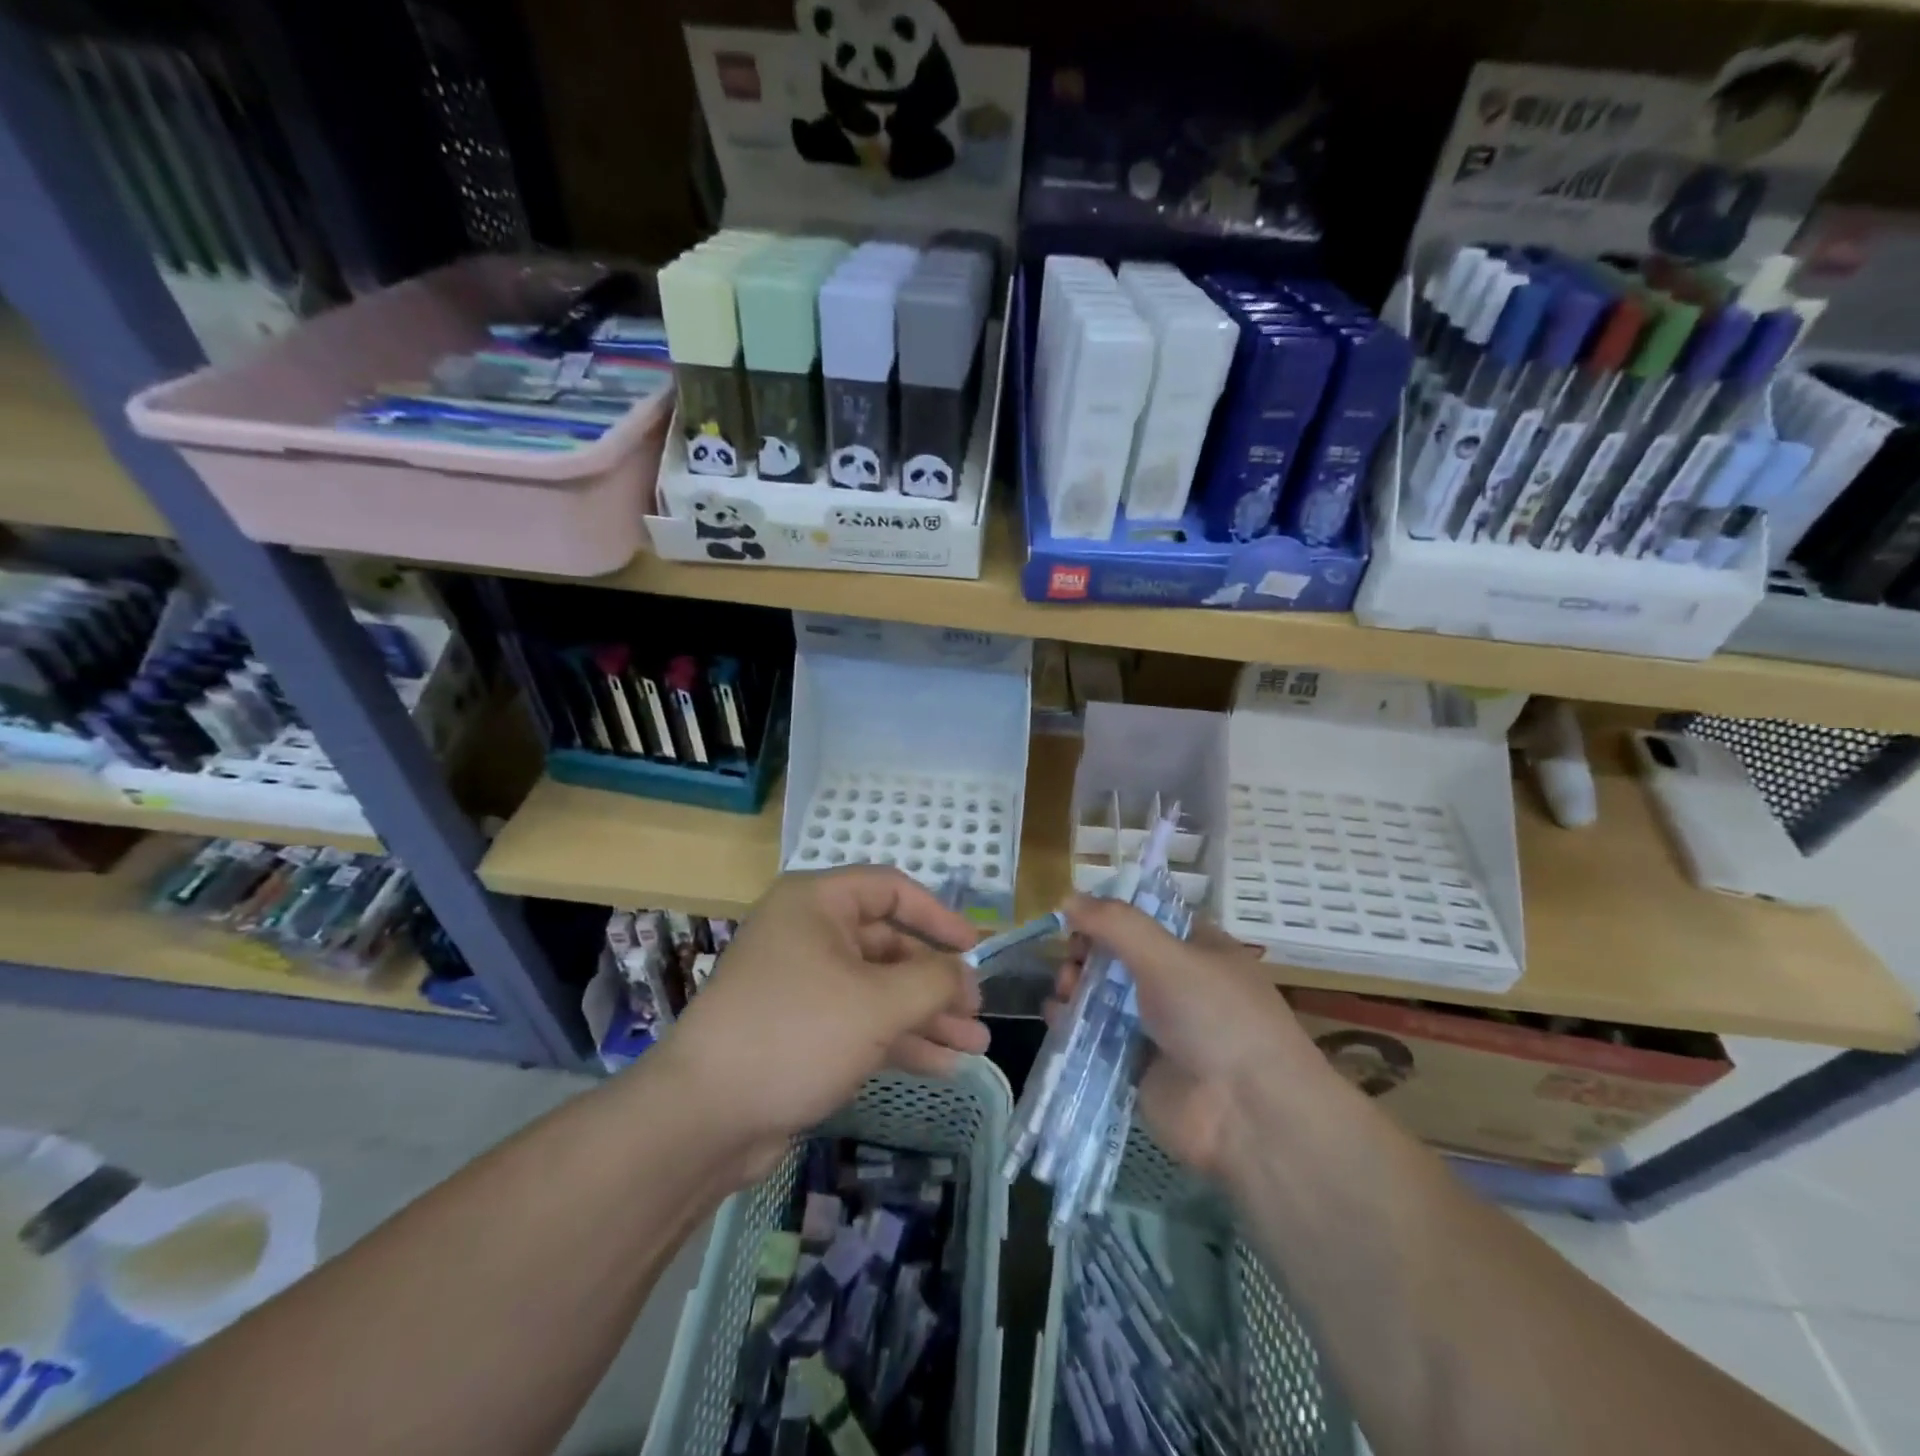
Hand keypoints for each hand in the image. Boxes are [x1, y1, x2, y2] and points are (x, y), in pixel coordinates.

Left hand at [658, 867, 989, 1183]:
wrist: (704, 1117)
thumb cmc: (797, 1034)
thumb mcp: (877, 1002)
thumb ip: (932, 980)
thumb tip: (963, 973)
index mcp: (817, 904)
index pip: (890, 889)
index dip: (937, 915)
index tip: (974, 946)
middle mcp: (809, 934)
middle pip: (888, 945)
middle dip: (936, 980)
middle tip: (977, 1010)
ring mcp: (803, 984)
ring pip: (878, 989)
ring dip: (926, 1015)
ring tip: (975, 1045)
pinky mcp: (801, 1030)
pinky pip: (861, 1022)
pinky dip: (899, 1039)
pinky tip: (943, 1065)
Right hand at [1053, 895, 1325, 1180]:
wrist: (1247, 1115)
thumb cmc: (1216, 1016)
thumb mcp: (1168, 955)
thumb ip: (1115, 923)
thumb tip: (1067, 897)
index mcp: (1197, 949)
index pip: (1147, 918)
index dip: (1111, 913)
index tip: (1077, 914)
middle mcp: (1177, 984)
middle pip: (1119, 956)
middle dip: (1088, 952)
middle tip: (1072, 958)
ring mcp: (1157, 1028)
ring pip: (1103, 996)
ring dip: (1076, 986)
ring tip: (1064, 989)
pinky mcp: (1137, 1067)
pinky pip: (1096, 1037)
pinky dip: (1073, 1025)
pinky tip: (1057, 1016)